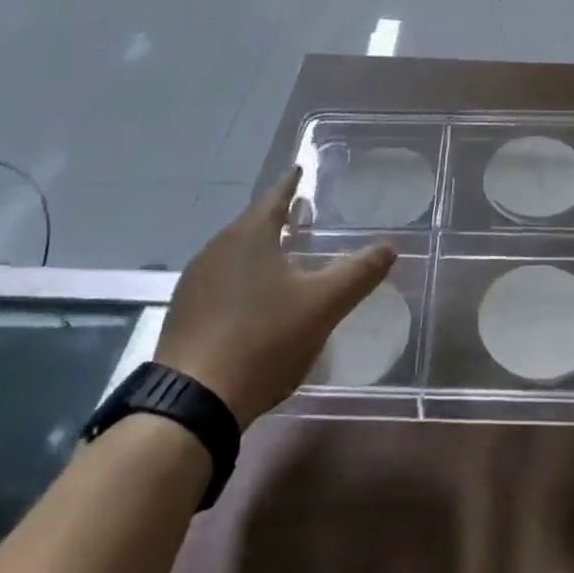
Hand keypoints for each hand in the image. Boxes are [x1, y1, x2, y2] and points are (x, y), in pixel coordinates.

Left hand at [155, 169, 394, 425]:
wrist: (193, 402)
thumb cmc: (264, 339)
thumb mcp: (323, 305)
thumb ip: (358, 273)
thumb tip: (391, 247)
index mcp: (249, 235)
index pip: (275, 196)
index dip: (291, 183)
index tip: (300, 169)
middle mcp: (216, 249)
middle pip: (252, 224)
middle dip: (276, 219)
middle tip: (300, 216)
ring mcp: (194, 283)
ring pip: (234, 254)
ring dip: (258, 251)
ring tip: (281, 258)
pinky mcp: (182, 315)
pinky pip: (219, 282)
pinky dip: (240, 280)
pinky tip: (252, 302)